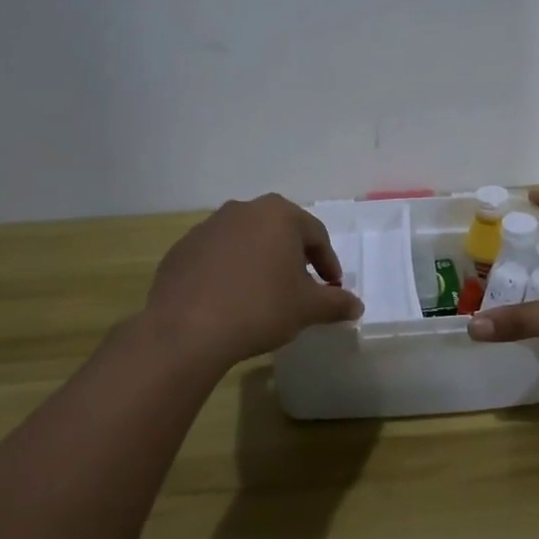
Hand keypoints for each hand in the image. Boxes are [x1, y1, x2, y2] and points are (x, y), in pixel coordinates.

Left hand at [145, 194, 363, 367]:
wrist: (187, 329)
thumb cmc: (260, 308)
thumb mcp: (307, 308)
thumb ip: (336, 303)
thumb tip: (356, 306)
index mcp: (279, 214)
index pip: (316, 235)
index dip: (329, 263)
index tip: (332, 288)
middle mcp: (243, 210)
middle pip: (280, 232)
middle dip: (294, 258)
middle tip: (301, 287)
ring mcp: (208, 227)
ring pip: (246, 241)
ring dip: (260, 262)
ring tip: (264, 294)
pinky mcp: (182, 249)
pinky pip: (217, 257)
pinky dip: (229, 272)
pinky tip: (230, 300)